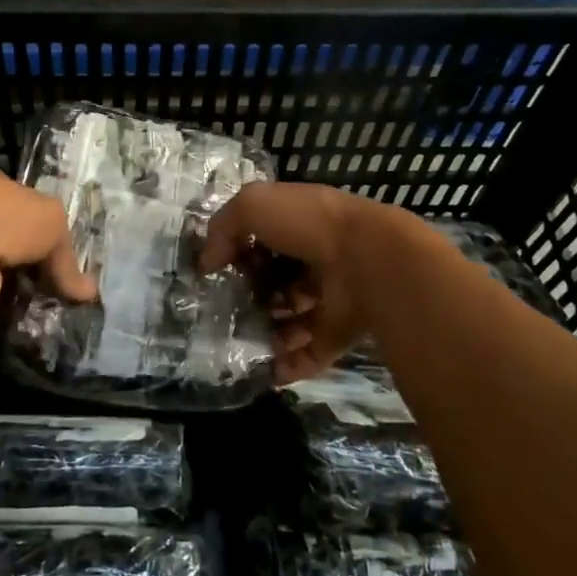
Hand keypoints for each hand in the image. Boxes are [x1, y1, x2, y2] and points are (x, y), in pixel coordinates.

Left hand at [0, 169, 96, 317]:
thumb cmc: (7, 218)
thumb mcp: (53, 224)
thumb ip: (68, 258)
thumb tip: (89, 293)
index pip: (18, 200)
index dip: (37, 223)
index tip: (53, 249)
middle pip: (2, 233)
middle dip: (23, 256)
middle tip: (47, 280)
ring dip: (6, 280)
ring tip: (33, 301)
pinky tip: (8, 310)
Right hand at [200, 182, 382, 383]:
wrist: (368, 261)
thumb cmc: (308, 224)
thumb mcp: (253, 205)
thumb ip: (223, 228)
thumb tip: (207, 262)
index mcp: (300, 225)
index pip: (263, 241)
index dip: (238, 253)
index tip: (216, 272)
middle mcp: (315, 260)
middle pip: (276, 283)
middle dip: (251, 298)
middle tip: (224, 312)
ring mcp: (330, 298)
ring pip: (291, 320)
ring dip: (266, 333)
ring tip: (241, 342)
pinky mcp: (339, 333)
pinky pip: (308, 353)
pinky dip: (286, 365)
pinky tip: (263, 370)